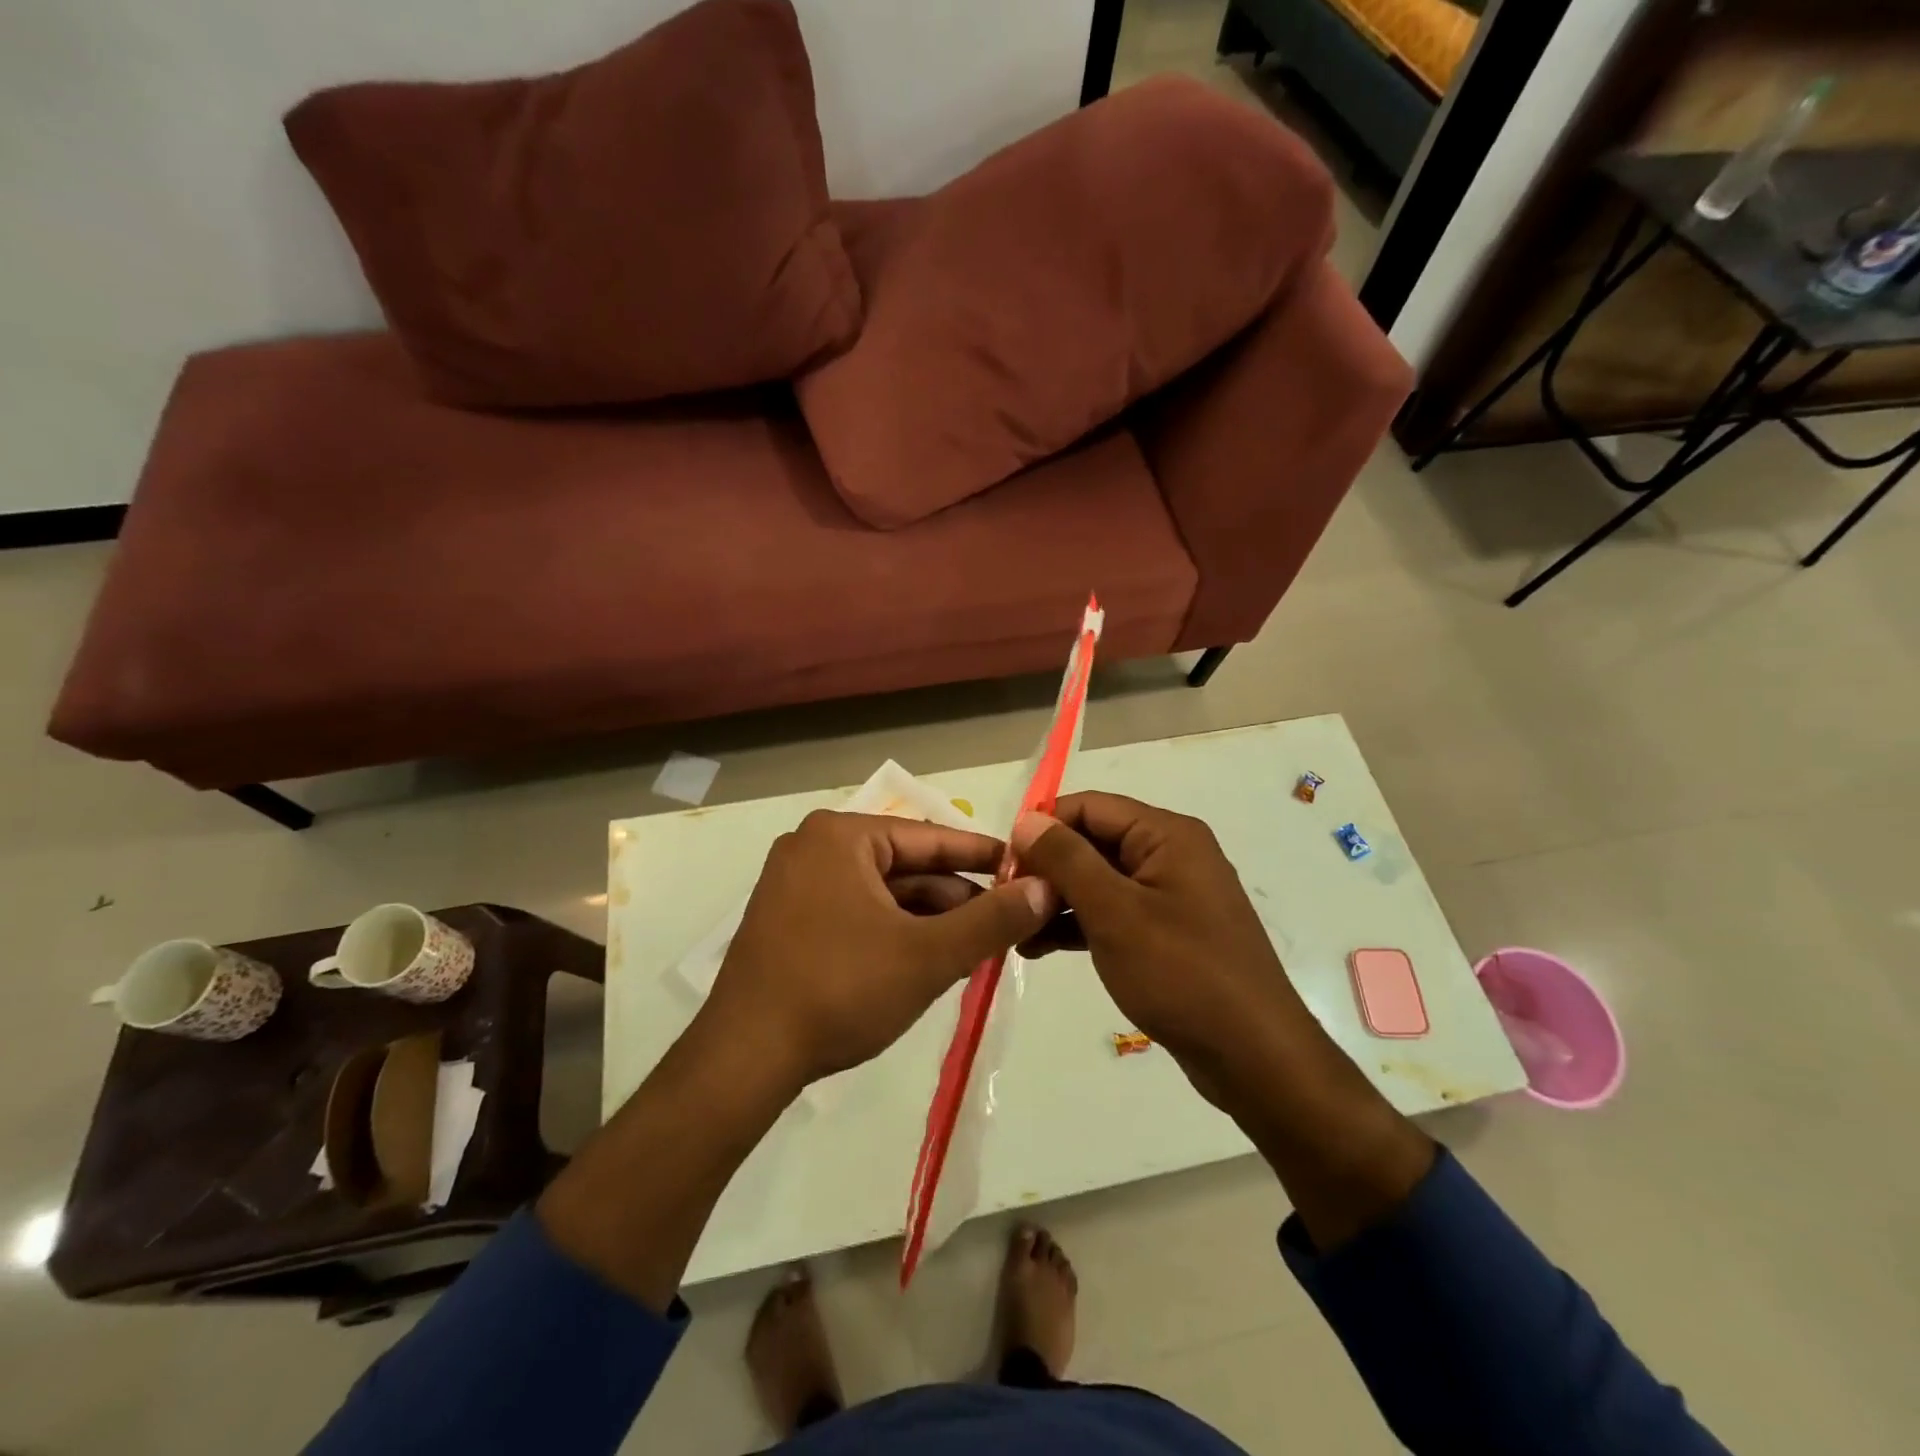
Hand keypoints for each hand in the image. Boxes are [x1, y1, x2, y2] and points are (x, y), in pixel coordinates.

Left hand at [706, 810, 1053, 1090]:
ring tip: (975, 948)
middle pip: (906, 866)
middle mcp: (813, 848)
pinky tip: (927, 961)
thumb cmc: (840, 990)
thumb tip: (1045, 889)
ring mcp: (795, 885)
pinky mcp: (787, 921)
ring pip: (883, 894)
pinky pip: (856, 913)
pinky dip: (894, 932)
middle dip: (956, 898)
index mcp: (841, 836)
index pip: (931, 837)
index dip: (984, 855)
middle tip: (1006, 922)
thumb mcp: (928, 955)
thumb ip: (992, 920)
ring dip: (928, 920)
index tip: (1026, 869)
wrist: (745, 1058)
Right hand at [1010, 793, 1312, 1099]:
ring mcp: (1170, 895)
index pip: (1089, 806)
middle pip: (1093, 842)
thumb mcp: (1115, 912)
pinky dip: (1079, 924)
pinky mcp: (1167, 933)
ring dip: (1056, 900)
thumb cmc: (1182, 974)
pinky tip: (1041, 947)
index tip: (1003, 863)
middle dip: (1047, 868)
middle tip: (1005, 903)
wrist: (1255, 1057)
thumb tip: (1027, 819)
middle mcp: (1170, 854)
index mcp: (1166, 835)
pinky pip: (1113, 913)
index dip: (1043, 827)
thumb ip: (1067, 859)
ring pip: (1099, 880)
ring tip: (1015, 932)